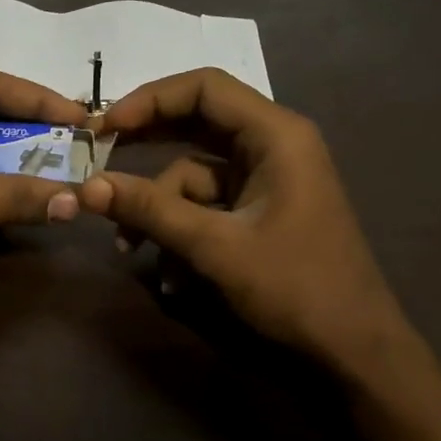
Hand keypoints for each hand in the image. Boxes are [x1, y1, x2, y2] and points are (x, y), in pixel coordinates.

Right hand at [81, 68, 409, 366]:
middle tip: (99, 163)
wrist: (353, 351)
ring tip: (130, 248)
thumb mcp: (215, 246)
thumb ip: (151, 211)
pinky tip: (167, 275)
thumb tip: (88, 186)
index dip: (149, 100)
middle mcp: (272, 147)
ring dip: (159, 208)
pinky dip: (181, 231)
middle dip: (146, 148)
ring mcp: (266, 181)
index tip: (104, 128)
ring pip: (194, 175)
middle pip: (196, 125)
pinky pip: (207, 207)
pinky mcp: (259, 213)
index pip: (204, 89)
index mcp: (276, 136)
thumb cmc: (295, 288)